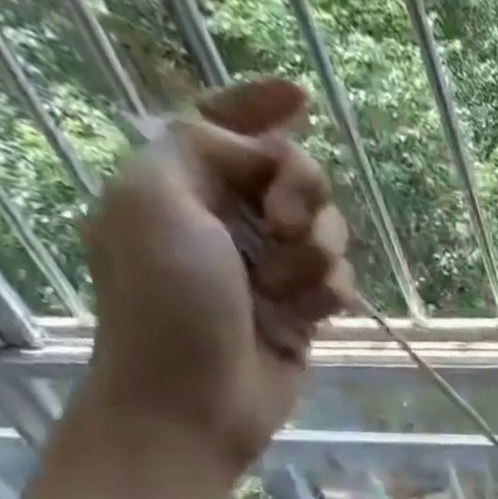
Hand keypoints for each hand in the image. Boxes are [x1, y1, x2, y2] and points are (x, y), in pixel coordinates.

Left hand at [80, 79, 351, 473]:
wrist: (195, 400)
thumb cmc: (165, 303)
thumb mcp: (156, 200)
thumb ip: (205, 150)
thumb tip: (262, 154)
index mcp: (178, 182)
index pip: (224, 125)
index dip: (261, 106)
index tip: (302, 98)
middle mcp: (228, 220)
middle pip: (296, 177)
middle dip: (304, 196)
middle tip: (283, 225)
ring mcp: (269, 269)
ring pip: (329, 234)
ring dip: (316, 259)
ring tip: (283, 295)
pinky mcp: (303, 312)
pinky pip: (340, 282)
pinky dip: (329, 297)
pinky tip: (304, 322)